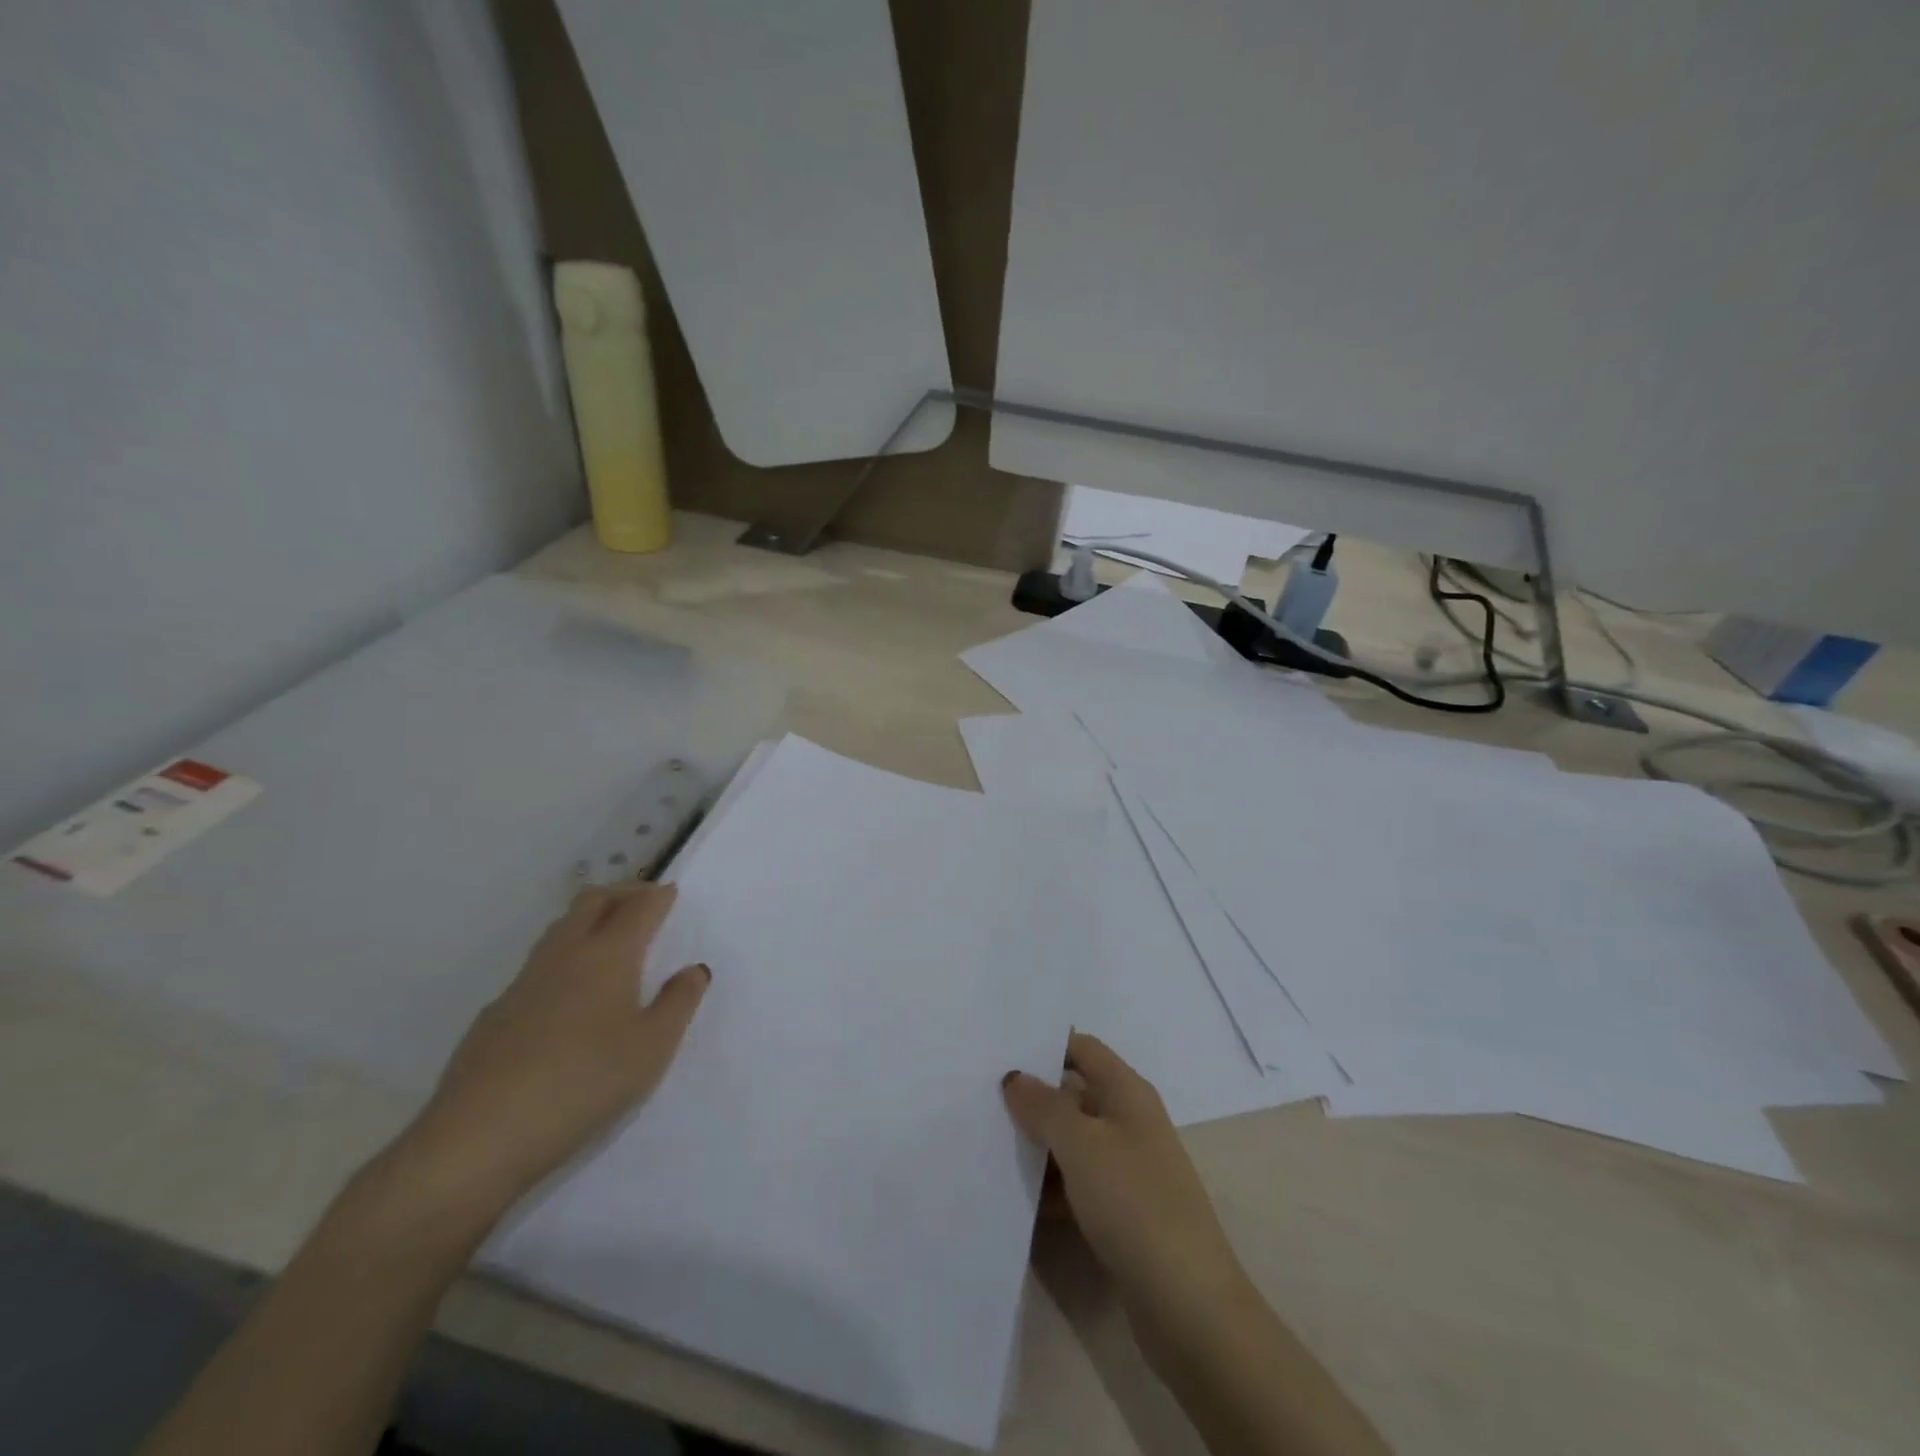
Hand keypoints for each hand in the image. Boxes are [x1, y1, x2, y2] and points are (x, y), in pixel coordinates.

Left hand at [383, 882, 709, 1226]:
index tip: (671, 893)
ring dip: (588, 919)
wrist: (480, 1136)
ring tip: (609, 936)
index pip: (638, 907)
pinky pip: (538, 967)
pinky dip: (563, 958)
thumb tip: (693, 970)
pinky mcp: (495, 1013)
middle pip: (592, 902)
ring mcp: (524, 982)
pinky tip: (568, 994)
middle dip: (621, 893)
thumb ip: (679, 1003)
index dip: (658, 896)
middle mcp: (565, 955)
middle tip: (643, 901)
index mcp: (608, 955)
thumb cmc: (585, 1082)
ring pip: (560, 929)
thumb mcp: (653, 1047)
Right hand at [1003, 1033, 1248, 1328]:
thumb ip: (1044, 1106)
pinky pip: (1076, 1182)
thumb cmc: (1134, 1202)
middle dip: (1032, 1096)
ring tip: (985, 1141)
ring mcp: (1127, 1167)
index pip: (1082, 1048)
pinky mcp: (1121, 1210)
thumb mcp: (1082, 1144)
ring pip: (1072, 1140)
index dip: (1045, 1044)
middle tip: (981, 1096)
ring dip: (1037, 1143)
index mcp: (1127, 1092)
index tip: (999, 1050)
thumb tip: (1015, 1075)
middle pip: (1074, 1093)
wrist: (1187, 1303)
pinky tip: (1014, 1195)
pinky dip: (1049, 1184)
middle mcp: (1129, 1121)